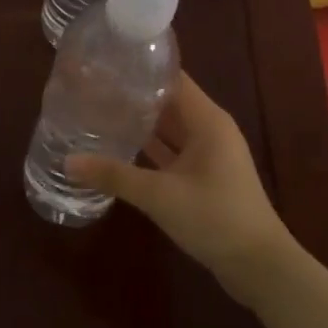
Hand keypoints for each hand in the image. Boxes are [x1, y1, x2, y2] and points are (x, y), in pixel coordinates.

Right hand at [68, 73, 301, 301]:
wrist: (259, 266)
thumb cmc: (215, 218)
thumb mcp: (160, 196)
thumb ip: (114, 176)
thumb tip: (68, 162)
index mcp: (208, 121)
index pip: (172, 79)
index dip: (142, 68)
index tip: (106, 61)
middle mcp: (209, 130)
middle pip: (168, 102)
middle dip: (134, 95)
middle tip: (92, 87)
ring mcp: (208, 155)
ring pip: (169, 129)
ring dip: (140, 122)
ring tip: (99, 111)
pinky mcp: (203, 177)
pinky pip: (171, 152)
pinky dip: (148, 148)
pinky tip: (119, 147)